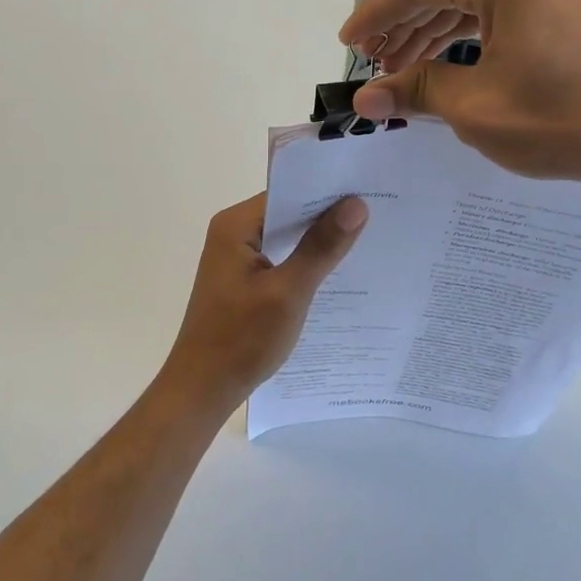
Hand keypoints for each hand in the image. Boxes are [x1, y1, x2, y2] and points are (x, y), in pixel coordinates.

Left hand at [160, 192, 367, 408]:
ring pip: (287, 238)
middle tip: (377, 214)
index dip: (328, 191)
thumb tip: (356, 205)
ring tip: (368, 238)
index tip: (369, 190)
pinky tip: (338, 272)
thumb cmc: (241, 339)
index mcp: (235, 226)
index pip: (289, 193)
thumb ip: (321, 247)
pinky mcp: (243, 280)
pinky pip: (281, 259)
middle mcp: (233, 233)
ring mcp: (236, 258)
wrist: (202, 390)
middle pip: (288, 213)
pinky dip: (305, 263)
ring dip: (318, 241)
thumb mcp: (289, 292)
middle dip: (328, 216)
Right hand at [340, 0, 580, 195]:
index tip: (348, 43)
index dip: (377, 13)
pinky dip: (474, 26)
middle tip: (375, 60)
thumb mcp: (477, 109)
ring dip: (437, 24)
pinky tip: (449, 56)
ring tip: (403, 64)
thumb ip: (416, 91)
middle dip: (406, 21)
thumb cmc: (565, 122)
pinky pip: (507, 0)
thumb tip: (366, 98)